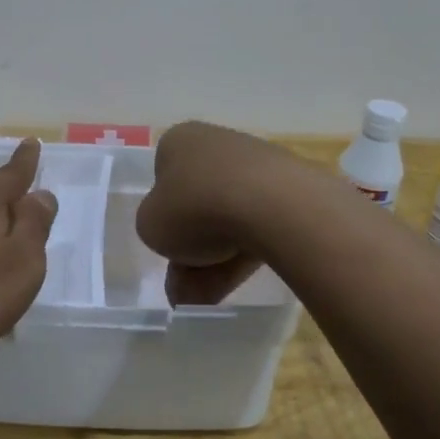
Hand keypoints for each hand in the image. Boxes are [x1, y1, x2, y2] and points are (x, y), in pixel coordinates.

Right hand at [136, 121, 298, 304]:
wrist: (270, 205)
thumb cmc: (195, 207)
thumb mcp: (150, 226)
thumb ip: (156, 228)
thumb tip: (175, 234)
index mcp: (179, 141)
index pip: (163, 178)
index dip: (164, 215)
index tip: (169, 243)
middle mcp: (217, 144)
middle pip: (197, 204)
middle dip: (191, 249)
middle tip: (185, 286)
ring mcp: (257, 165)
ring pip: (228, 219)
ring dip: (215, 259)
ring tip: (207, 297)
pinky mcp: (288, 189)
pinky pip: (257, 225)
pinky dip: (245, 252)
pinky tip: (237, 280)